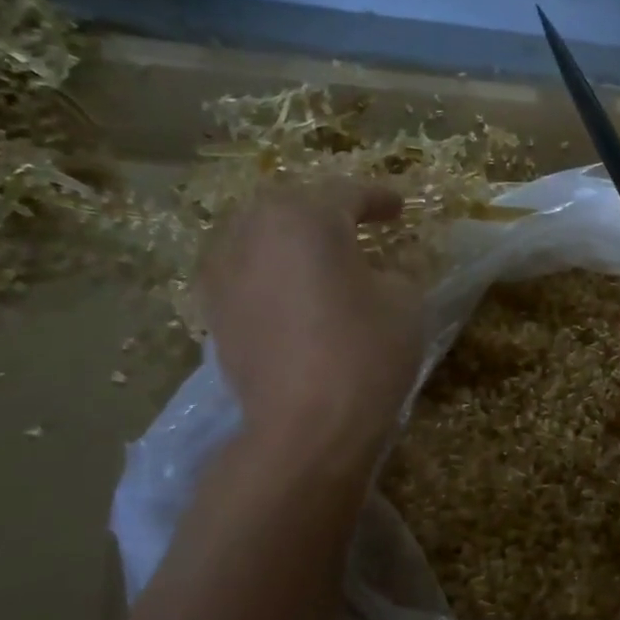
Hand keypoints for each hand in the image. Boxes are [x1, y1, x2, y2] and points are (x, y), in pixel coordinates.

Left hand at [198, 180, 421, 472]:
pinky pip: (245, 272)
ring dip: (292, 240)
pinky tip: (291, 290)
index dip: (379, 199)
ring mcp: (224, 271)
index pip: (347, 193)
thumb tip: (384, 270)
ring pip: (261, 237)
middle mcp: (252, 231)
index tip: (400, 208)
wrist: (307, 426)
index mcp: (304, 217)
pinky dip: (270, 271)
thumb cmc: (365, 353)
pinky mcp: (215, 311)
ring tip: (321, 256)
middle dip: (328, 212)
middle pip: (293, 207)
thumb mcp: (405, 301)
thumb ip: (397, 271)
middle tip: (359, 226)